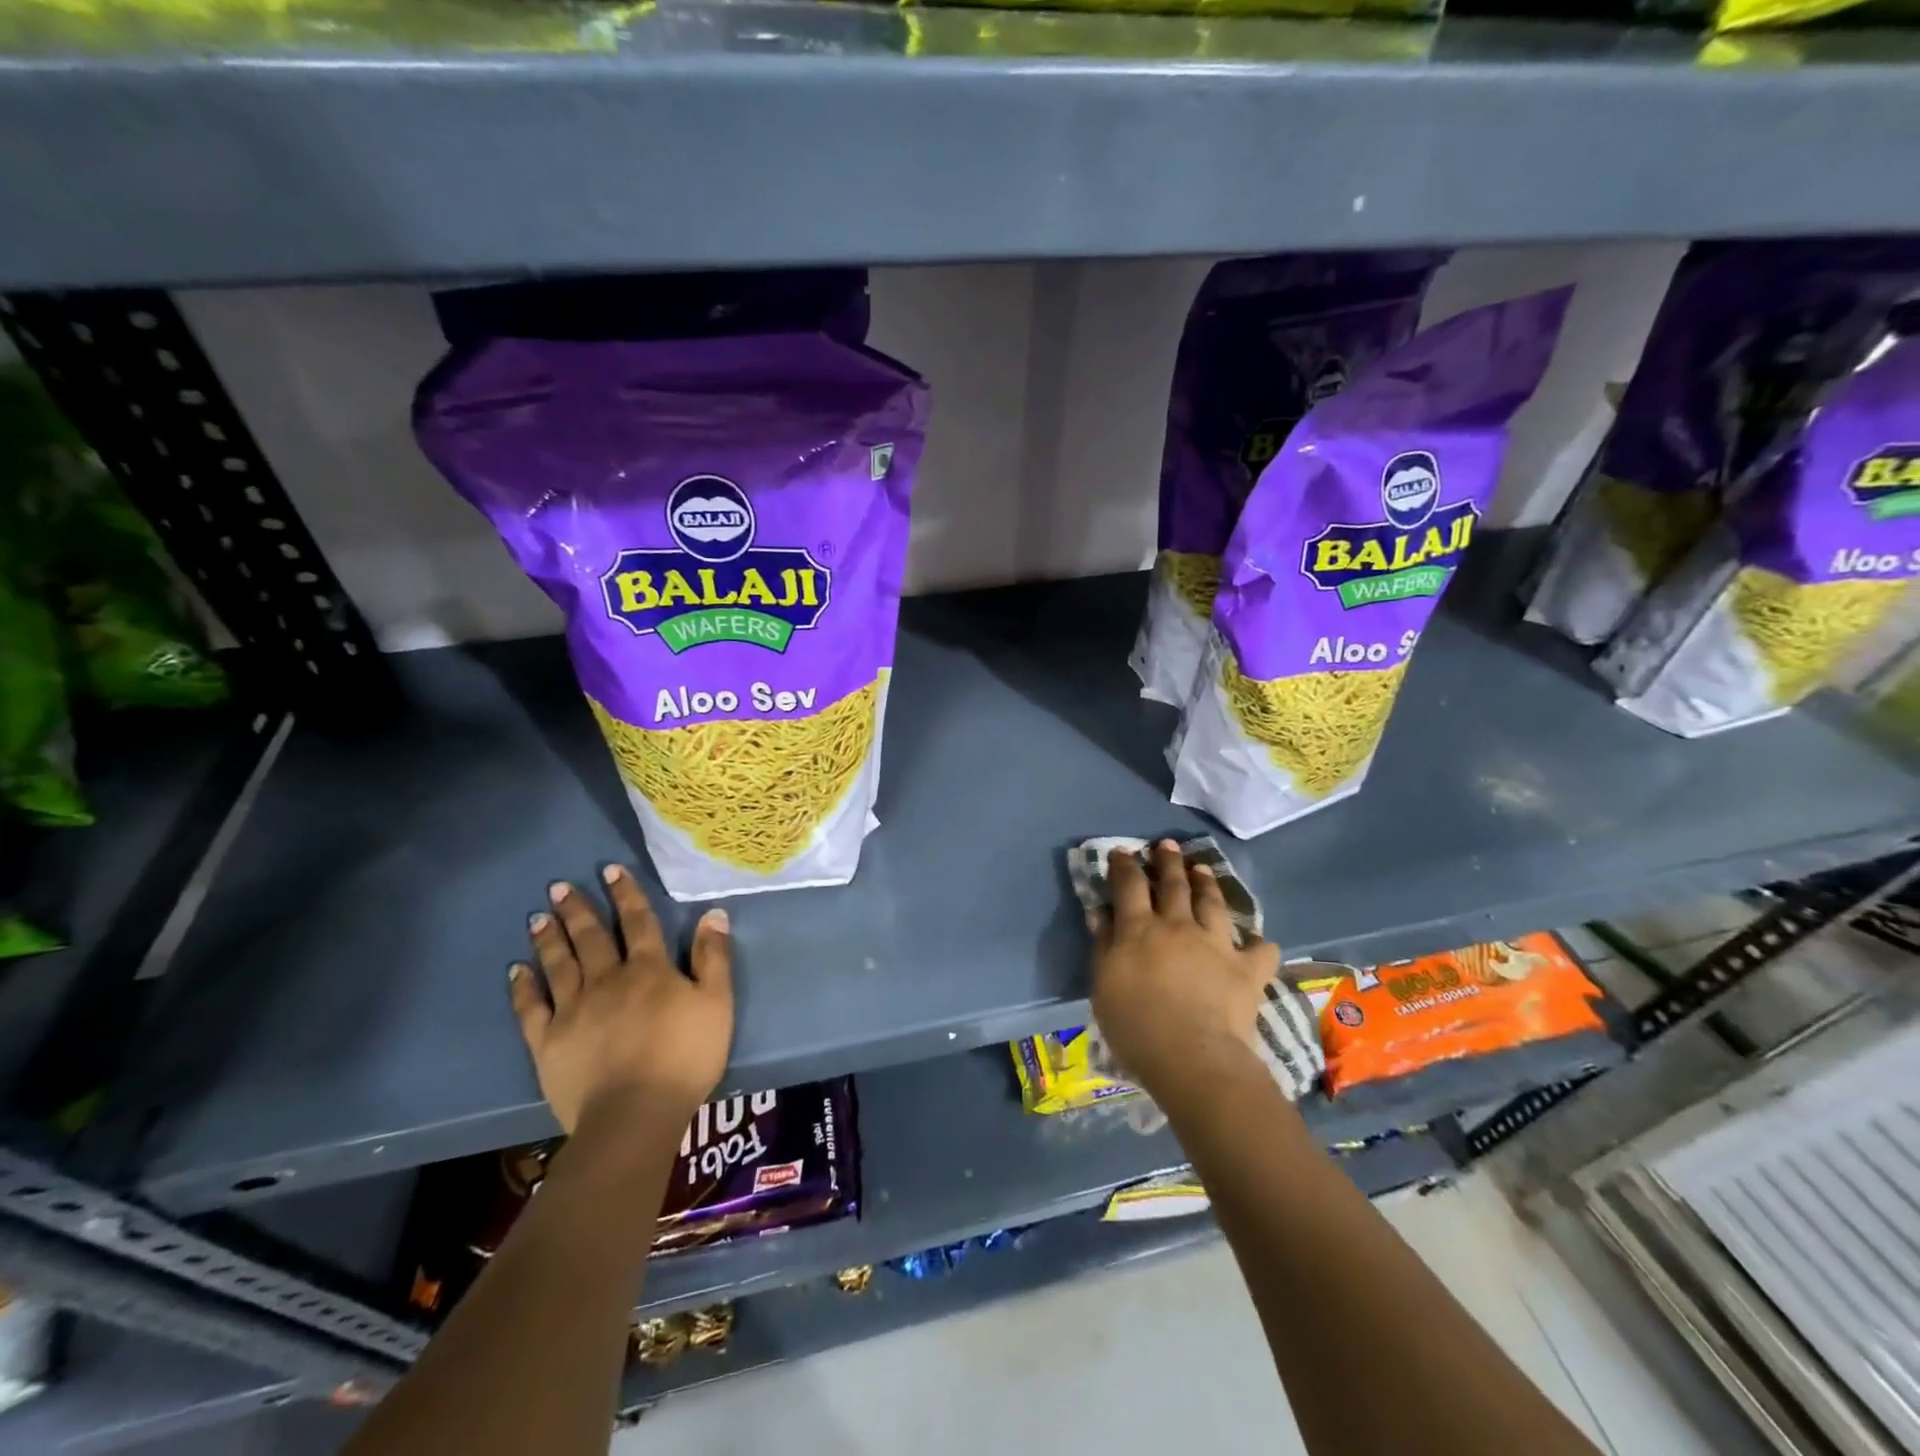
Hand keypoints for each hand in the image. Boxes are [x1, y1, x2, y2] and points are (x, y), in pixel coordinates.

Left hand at [510, 864, 733, 1134]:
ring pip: (559, 965)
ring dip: (549, 939)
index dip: (626, 894)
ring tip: (538, 917)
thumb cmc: (685, 1057)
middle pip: (591, 938)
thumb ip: (713, 957)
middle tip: (559, 887)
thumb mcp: (717, 1003)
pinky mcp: (548, 1042)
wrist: (634, 1114)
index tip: (610, 869)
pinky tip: (516, 971)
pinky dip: (523, 988)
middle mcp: (607, 980)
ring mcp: (573, 1010)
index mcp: (649, 970)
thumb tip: (712, 913)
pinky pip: (531, 1008)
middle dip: (577, 909)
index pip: (637, 922)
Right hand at [1088, 840, 1279, 1108]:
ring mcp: (1216, 944)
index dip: (1124, 865)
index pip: (1129, 884)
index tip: (1121, 852)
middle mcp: (1178, 925)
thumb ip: (1103, 944)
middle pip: (1173, 884)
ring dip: (1206, 883)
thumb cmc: (1135, 1024)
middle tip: (1167, 845)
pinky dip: (1259, 945)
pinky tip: (1260, 942)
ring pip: (1212, 903)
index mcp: (1139, 928)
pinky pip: (1259, 951)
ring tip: (1202, 868)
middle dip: (1168, 861)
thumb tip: (1101, 912)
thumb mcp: (1103, 983)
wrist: (1192, 1055)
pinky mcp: (1246, 969)